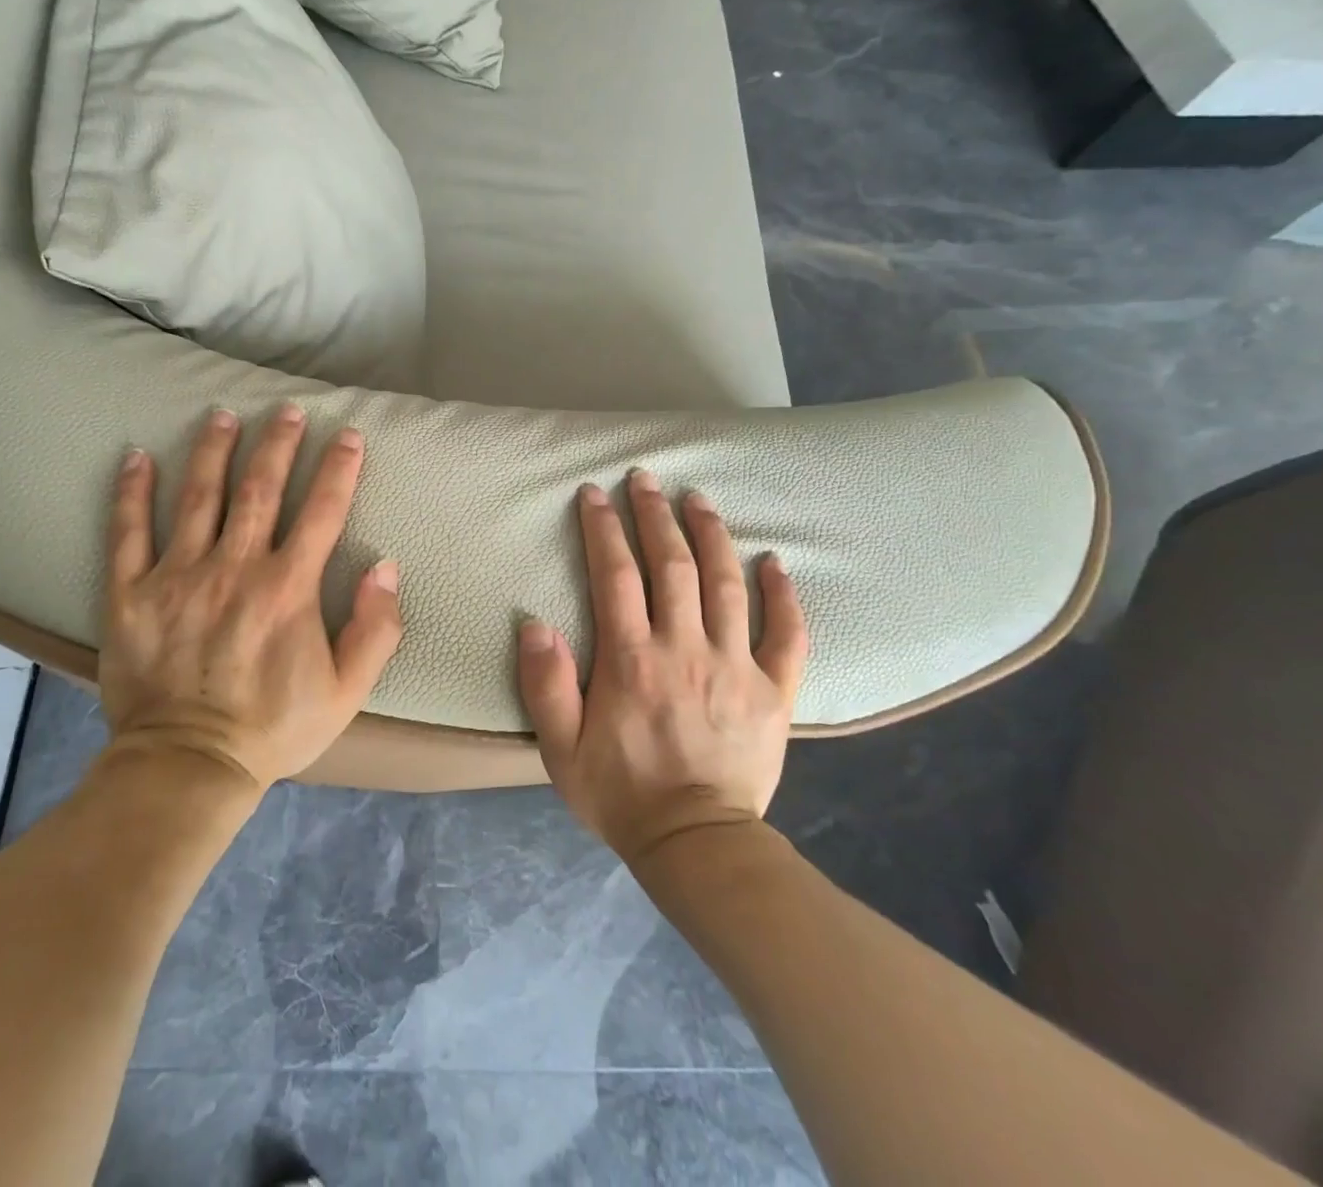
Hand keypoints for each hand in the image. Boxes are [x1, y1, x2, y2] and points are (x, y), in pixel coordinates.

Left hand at [98, 405, 403, 791]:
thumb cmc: (274, 728)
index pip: (321, 511)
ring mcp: (178, 576)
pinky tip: (137, 456)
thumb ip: (376, 628)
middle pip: (259, 489)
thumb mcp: (348, 691)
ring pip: (198, 497)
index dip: (338, 468)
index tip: (348, 435)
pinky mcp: (131, 594)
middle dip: (278, 444)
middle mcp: (235, 568)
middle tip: (286, 410)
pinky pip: (127, 532)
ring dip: (213, 451)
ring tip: (222, 415)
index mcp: (287, 587)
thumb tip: (385, 567)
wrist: (188, 766)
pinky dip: (132, 492)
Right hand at [518, 472, 807, 865]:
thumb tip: (535, 623)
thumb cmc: (621, 794)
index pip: (615, 575)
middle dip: (655, 515)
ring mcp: (735, 666)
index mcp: (630, 660)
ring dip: (711, 534)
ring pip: (726, 584)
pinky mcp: (774, 691)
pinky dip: (784, 595)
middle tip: (645, 478)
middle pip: (672, 565)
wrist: (696, 845)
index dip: (603, 528)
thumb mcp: (560, 749)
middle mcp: (684, 649)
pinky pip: (787, 634)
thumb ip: (545, 685)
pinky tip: (775, 561)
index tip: (595, 494)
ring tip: (698, 497)